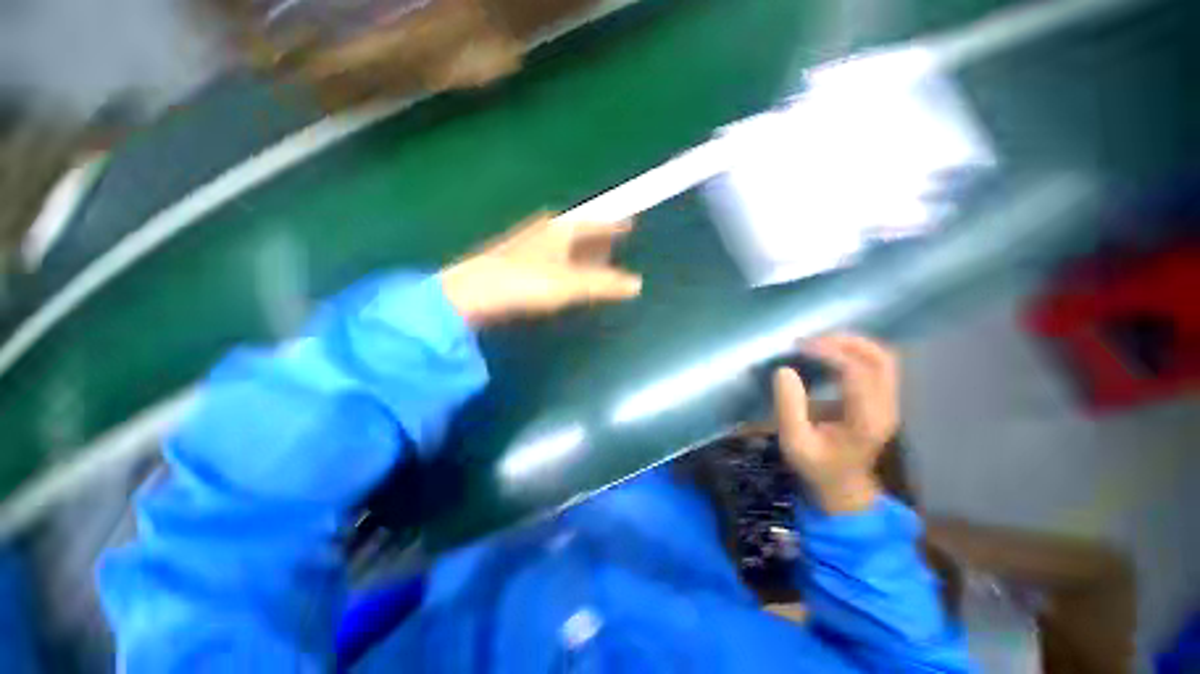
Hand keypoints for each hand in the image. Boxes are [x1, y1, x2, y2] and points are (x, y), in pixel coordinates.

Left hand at [440, 212, 641, 325]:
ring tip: (596, 258)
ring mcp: (528, 243)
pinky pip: (551, 255)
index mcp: (561, 229)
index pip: (595, 222)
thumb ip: (604, 284)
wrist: (472, 292)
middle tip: (615, 244)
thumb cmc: (524, 282)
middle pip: (579, 230)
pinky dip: (565, 261)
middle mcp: (545, 230)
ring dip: (582, 250)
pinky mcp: (516, 260)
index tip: (630, 224)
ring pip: (564, 242)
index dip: (613, 225)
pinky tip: (565, 272)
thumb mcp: (570, 284)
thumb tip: (637, 284)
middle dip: (598, 237)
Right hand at [772, 334, 898, 513]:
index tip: (799, 347)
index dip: (829, 352)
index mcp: (866, 420)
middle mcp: (886, 408)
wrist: (844, 487)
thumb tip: (784, 370)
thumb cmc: (816, 466)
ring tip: (818, 342)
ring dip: (852, 344)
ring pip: (882, 358)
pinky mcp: (883, 400)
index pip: (857, 372)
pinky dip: (854, 352)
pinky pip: (876, 365)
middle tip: (811, 340)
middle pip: (880, 359)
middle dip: (845, 342)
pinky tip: (830, 353)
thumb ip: (788, 407)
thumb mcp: (794, 442)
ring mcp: (889, 403)